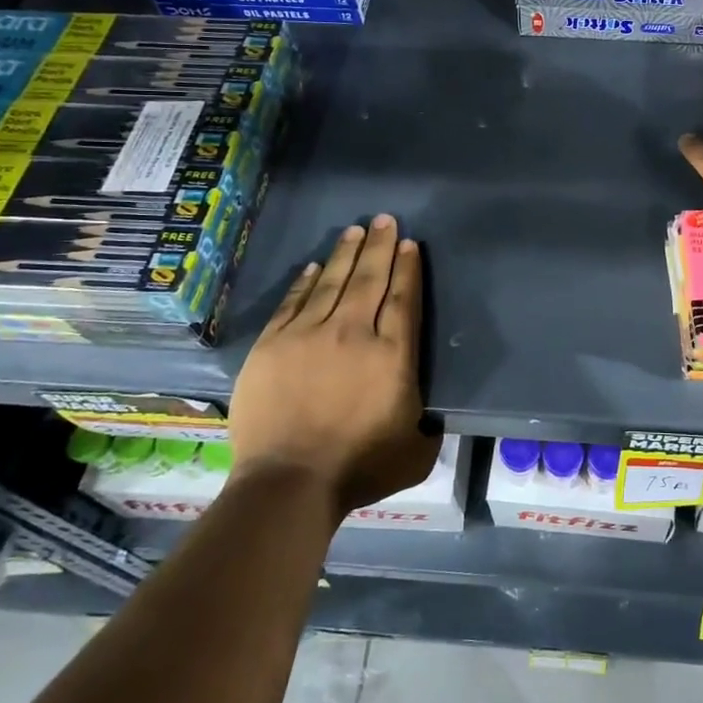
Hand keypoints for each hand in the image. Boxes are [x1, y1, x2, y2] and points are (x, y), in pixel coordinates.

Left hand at [228, 214, 435, 514]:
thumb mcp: (415, 452)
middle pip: (369, 279)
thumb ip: (427, 426)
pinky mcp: (273, 345)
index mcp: (392, 355)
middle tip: (385, 219)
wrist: (288, 482)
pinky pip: (294, 302)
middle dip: (380, 246)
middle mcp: (353, 333)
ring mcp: (308, 335)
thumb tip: (429, 416)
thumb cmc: (358, 468)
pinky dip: (306, 281)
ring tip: (356, 230)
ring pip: (332, 282)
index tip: (408, 244)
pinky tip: (315, 266)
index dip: (407, 268)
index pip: (402, 299)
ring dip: (346, 254)